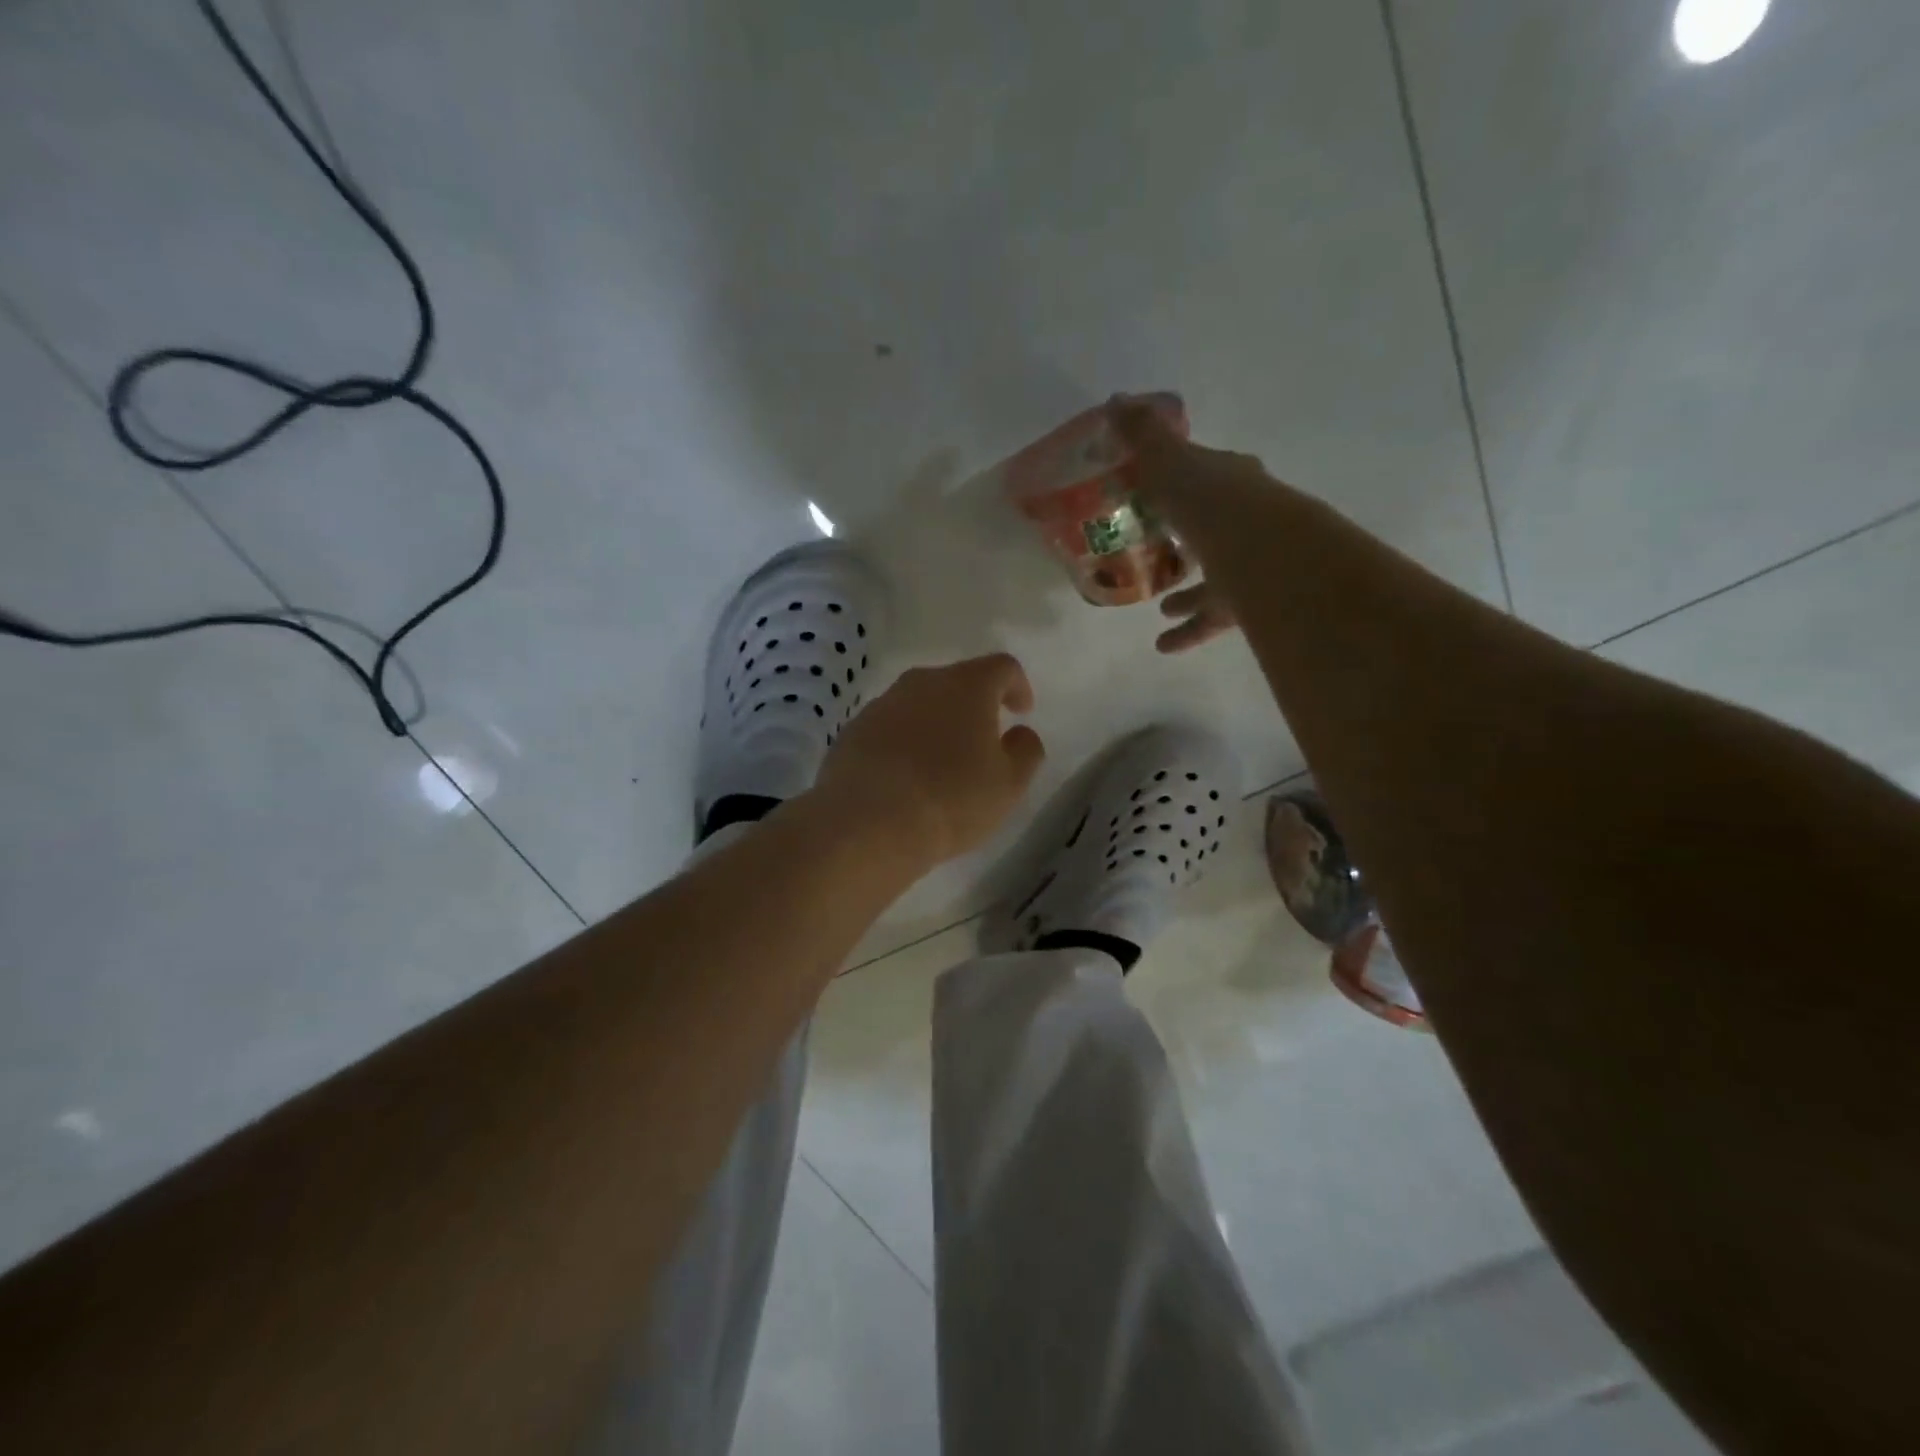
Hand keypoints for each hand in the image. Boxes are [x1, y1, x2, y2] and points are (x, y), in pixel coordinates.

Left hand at [814, 653, 1046, 867]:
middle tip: (983, 741)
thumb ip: (1025, 751)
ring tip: (942, 764)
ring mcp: (881, 705)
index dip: (1017, 686)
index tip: (1021, 712)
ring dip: (935, 724)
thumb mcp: (1008, 784)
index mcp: (967, 685)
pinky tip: (906, 779)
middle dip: (973, 706)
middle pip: (956, 682)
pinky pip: (889, 729)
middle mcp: (922, 683)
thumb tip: (1019, 733)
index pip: (1002, 667)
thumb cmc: (951, 799)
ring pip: (919, 704)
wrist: (867, 824)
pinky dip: (903, 744)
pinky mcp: (853, 731)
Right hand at [1109, 396, 1263, 653]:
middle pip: (1216, 529)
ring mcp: (1252, 565)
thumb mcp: (1171, 463)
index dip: (1186, 480)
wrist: (1266, 557)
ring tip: (1160, 608)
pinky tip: (1164, 645)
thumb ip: (1143, 437)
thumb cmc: (1213, 504)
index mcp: (1231, 483)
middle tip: (1162, 551)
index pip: (1210, 475)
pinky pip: (1214, 619)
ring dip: (1188, 595)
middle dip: (1191, 540)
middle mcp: (1248, 521)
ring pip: (1217, 580)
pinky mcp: (1250, 605)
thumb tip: (1117, 400)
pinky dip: (1189, 631)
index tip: (1160, 490)